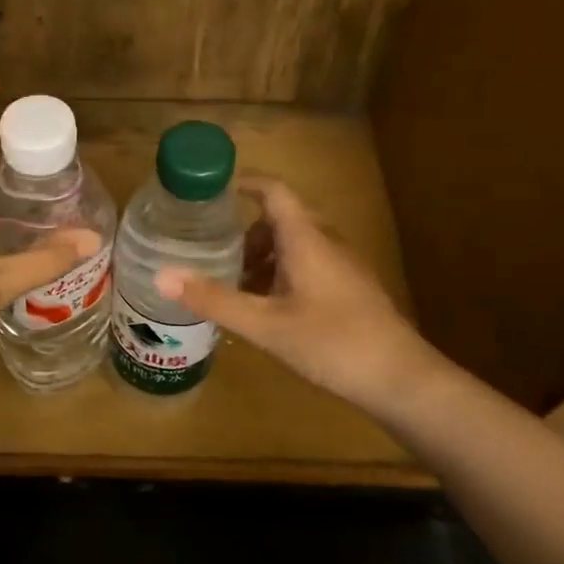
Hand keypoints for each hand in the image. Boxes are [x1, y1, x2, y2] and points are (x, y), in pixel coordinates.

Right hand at [157, 175, 439, 415]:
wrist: (402, 380)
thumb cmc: (332, 343)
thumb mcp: (264, 324)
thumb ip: (214, 299)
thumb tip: (161, 274)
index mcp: (306, 238)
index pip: (273, 190)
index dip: (243, 183)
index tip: (210, 192)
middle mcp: (327, 242)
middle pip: (281, 218)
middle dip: (245, 231)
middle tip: (212, 251)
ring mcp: (343, 266)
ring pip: (296, 244)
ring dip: (263, 256)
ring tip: (235, 286)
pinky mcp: (351, 289)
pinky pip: (309, 265)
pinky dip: (282, 274)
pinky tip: (268, 309)